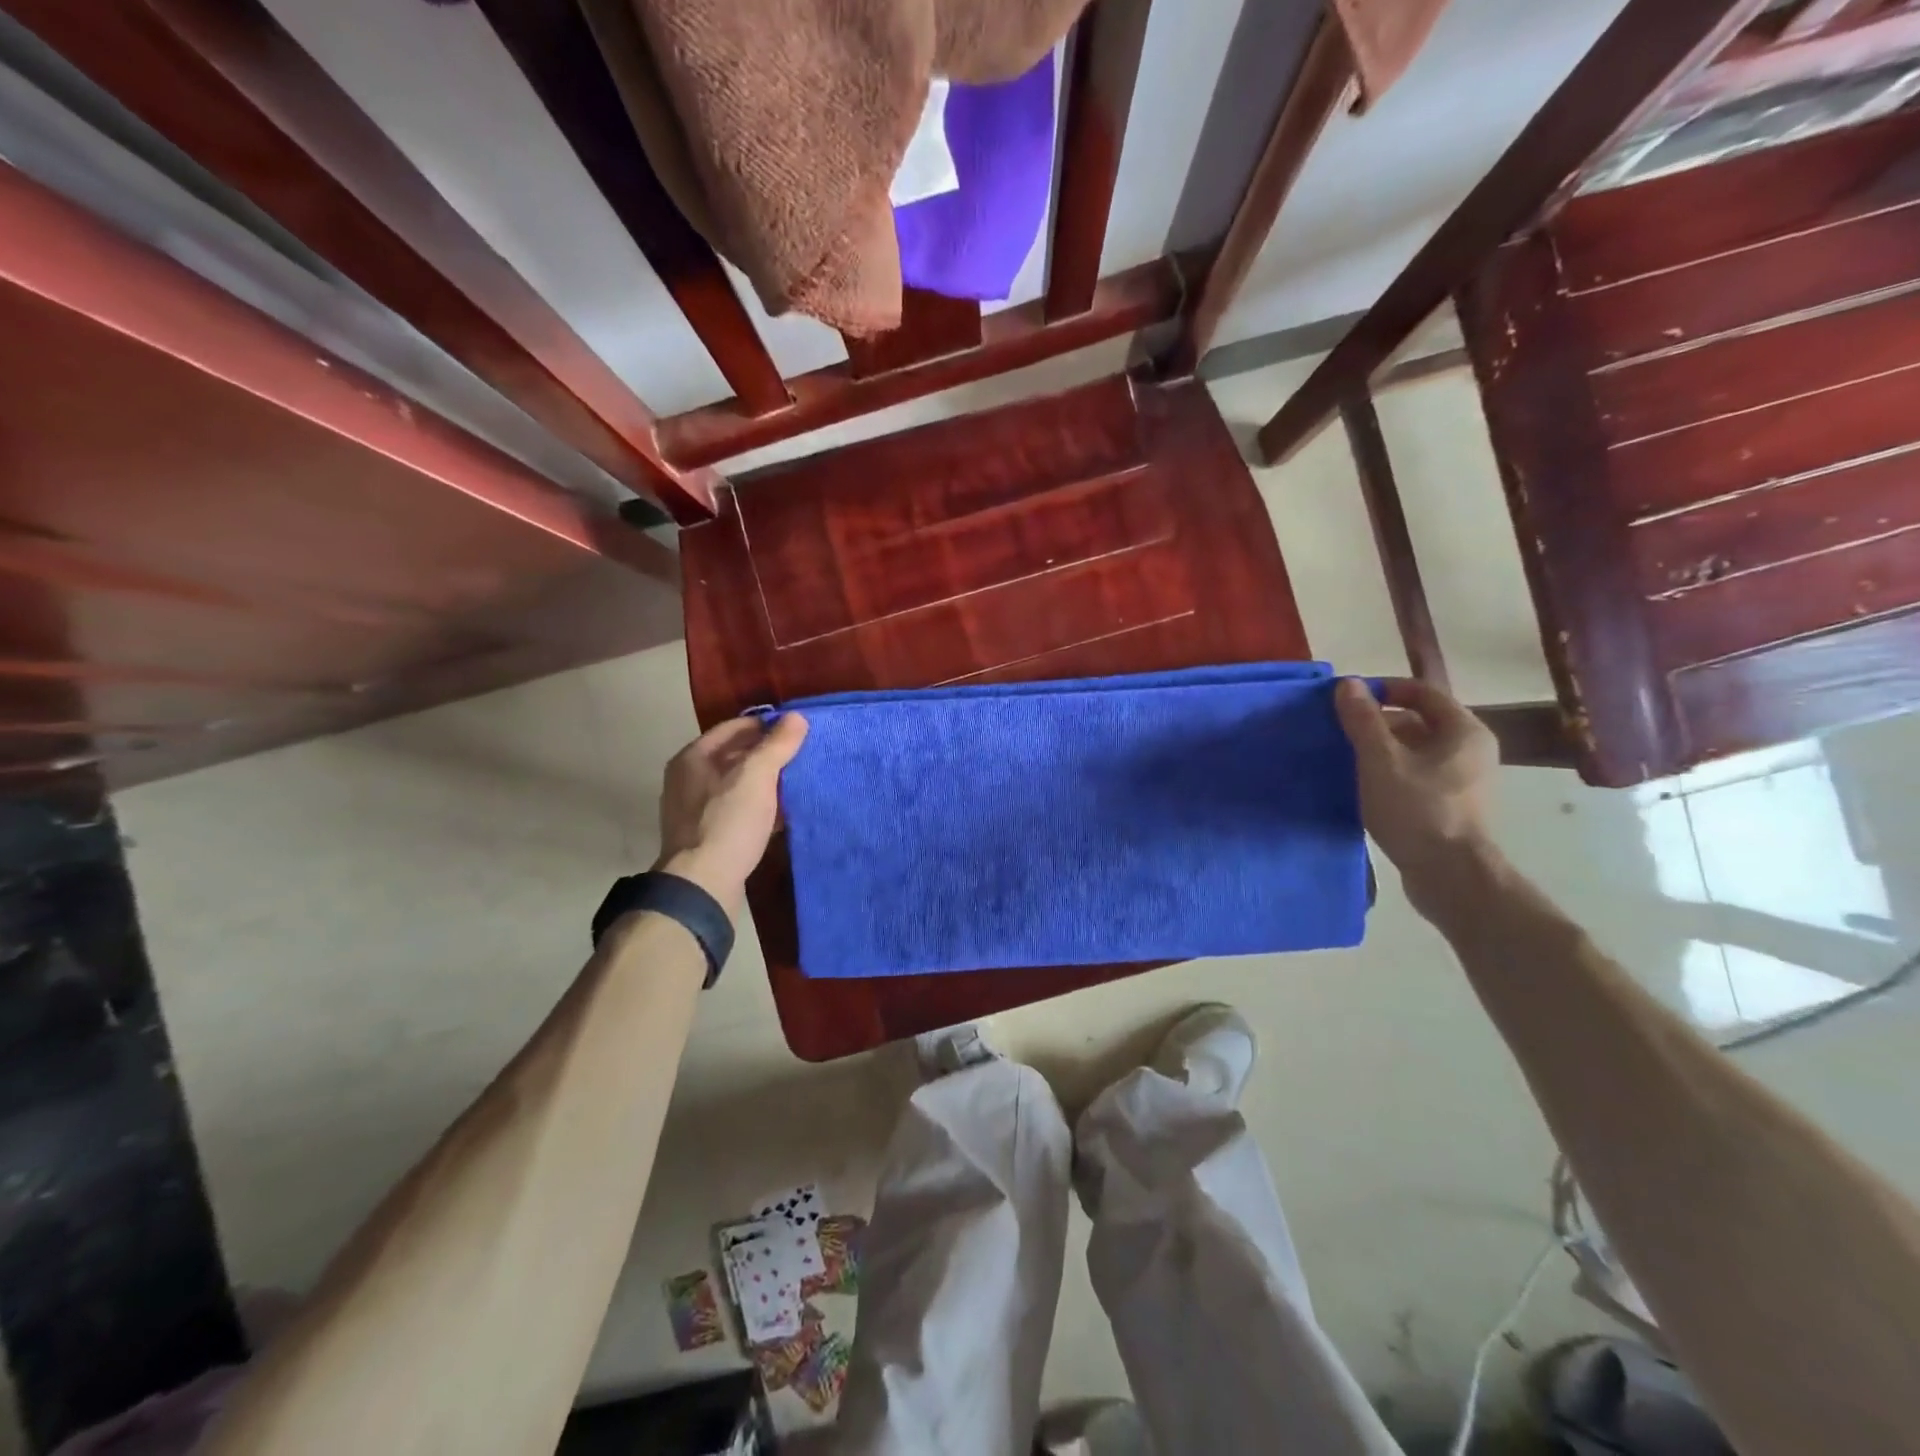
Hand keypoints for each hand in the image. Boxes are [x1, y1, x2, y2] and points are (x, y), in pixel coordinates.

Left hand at [655, 714, 807, 908]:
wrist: (702, 884)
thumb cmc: (727, 822)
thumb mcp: (757, 776)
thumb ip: (777, 745)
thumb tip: (796, 717)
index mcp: (693, 758)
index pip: (734, 727)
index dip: (765, 724)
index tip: (796, 730)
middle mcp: (688, 780)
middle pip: (735, 756)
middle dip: (768, 755)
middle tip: (802, 755)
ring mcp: (695, 810)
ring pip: (737, 786)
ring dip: (765, 783)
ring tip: (797, 783)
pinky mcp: (707, 837)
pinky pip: (737, 811)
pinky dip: (759, 808)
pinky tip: (783, 815)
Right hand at [1334, 678, 1498, 886]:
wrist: (1451, 877)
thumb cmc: (1418, 810)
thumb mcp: (1380, 761)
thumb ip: (1363, 720)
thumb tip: (1347, 684)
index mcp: (1464, 731)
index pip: (1421, 692)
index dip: (1382, 690)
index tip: (1347, 700)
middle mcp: (1471, 750)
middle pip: (1418, 721)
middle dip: (1377, 722)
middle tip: (1340, 732)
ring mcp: (1464, 781)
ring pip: (1415, 751)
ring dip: (1380, 750)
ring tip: (1345, 759)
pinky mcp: (1451, 806)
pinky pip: (1417, 775)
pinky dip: (1390, 773)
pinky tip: (1363, 786)